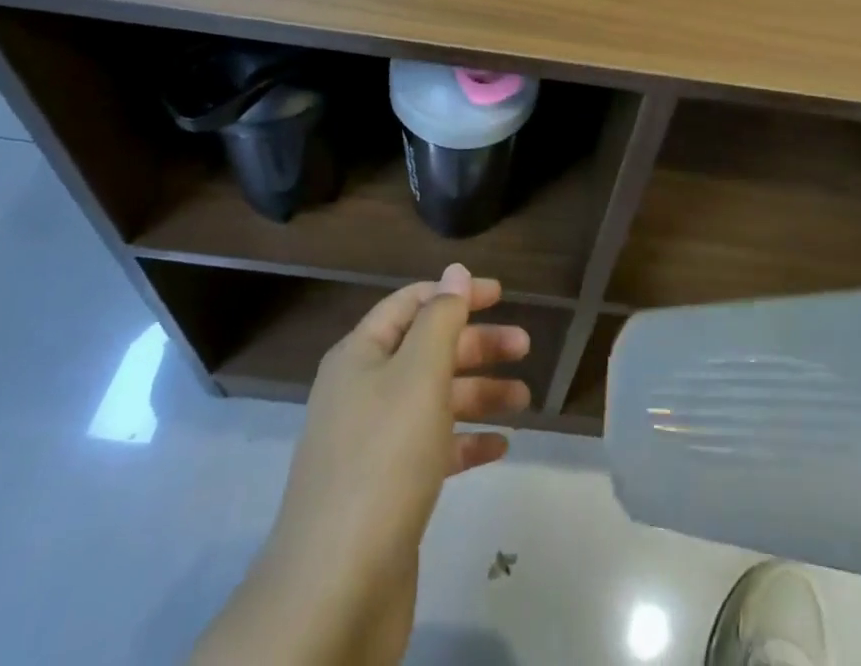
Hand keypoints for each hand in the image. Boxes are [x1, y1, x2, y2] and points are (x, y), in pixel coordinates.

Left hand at [191, 263, 530, 665]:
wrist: (335, 590)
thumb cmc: (383, 459)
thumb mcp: (419, 374)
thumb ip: (442, 318)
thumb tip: (455, 271)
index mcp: (361, 356)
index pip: (411, 304)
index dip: (454, 294)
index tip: (501, 295)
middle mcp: (363, 392)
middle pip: (427, 351)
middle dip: (476, 345)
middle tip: (525, 346)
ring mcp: (373, 444)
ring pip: (434, 400)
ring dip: (479, 393)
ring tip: (524, 398)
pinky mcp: (387, 491)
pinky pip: (433, 449)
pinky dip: (466, 442)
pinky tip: (501, 446)